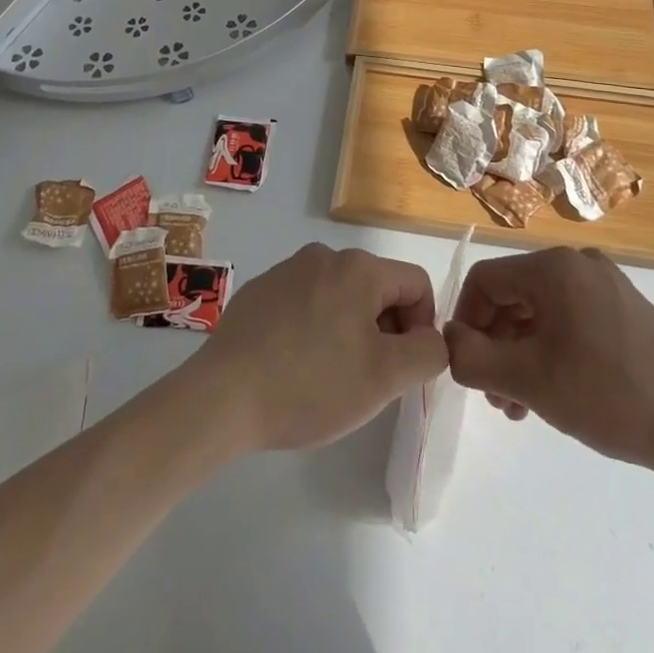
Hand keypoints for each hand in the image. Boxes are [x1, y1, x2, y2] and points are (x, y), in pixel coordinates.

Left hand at [192, 243, 448, 452]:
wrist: (222, 396)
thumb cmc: (312, 384)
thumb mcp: (385, 376)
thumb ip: (427, 352)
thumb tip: (431, 338)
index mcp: (359, 267)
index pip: (417, 285)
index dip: (422, 328)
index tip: (401, 369)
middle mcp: (324, 256)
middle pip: (377, 289)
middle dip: (384, 331)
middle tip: (367, 379)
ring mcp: (286, 270)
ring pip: (340, 297)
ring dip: (349, 331)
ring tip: (329, 376)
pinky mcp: (259, 291)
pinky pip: (305, 304)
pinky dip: (313, 330)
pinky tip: (294, 366)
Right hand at [443, 246, 653, 471]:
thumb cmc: (606, 395)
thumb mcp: (527, 380)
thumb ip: (472, 357)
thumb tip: (448, 340)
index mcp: (553, 267)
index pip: (485, 281)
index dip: (466, 321)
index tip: (467, 365)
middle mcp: (578, 263)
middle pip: (513, 296)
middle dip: (495, 345)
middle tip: (494, 396)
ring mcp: (606, 283)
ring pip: (540, 311)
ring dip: (520, 353)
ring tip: (519, 405)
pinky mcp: (625, 306)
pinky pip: (570, 318)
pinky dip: (551, 349)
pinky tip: (551, 392)